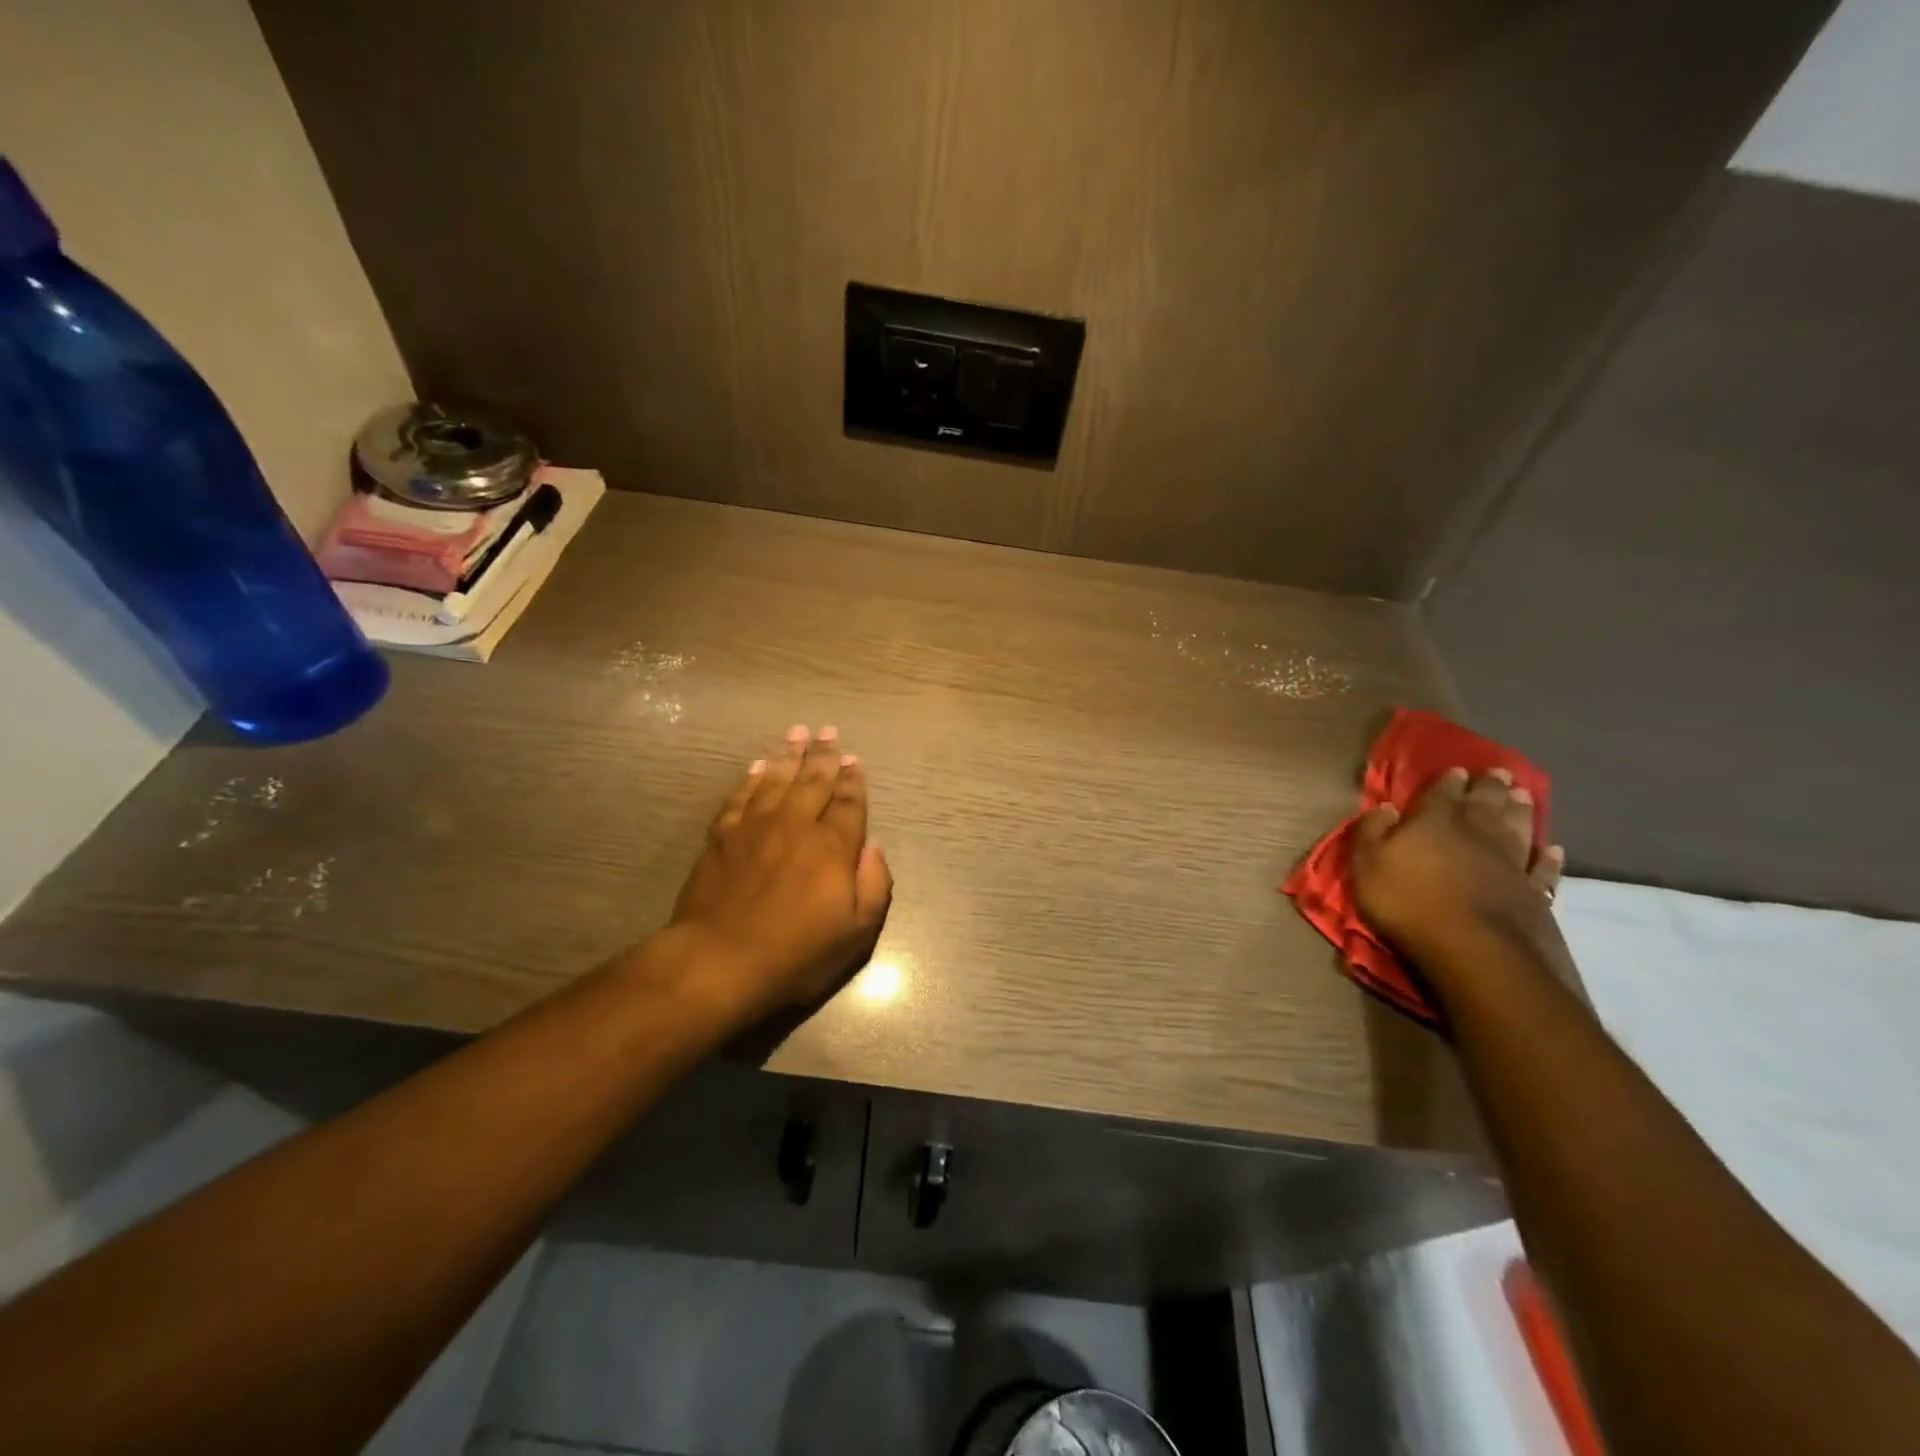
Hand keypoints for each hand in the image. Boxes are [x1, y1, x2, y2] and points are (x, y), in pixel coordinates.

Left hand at [666, 725, 892, 1018]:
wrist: (720, 960)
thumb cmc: (796, 952)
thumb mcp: (856, 932)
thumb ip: (874, 884)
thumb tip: (874, 846)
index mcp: (832, 846)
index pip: (849, 803)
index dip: (853, 780)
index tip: (853, 760)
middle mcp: (797, 825)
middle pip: (813, 781)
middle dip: (823, 755)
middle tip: (828, 731)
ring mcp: (756, 826)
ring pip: (777, 779)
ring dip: (789, 755)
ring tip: (797, 733)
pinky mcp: (723, 836)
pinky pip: (741, 796)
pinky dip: (752, 778)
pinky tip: (758, 766)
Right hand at [1350, 767, 1563, 967]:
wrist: (1472, 948)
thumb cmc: (1407, 901)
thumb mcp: (1367, 863)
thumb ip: (1372, 831)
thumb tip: (1384, 807)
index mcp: (1434, 820)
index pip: (1442, 792)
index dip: (1448, 780)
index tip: (1457, 769)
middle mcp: (1477, 832)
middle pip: (1486, 802)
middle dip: (1491, 786)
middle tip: (1501, 772)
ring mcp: (1511, 862)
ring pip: (1518, 827)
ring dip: (1521, 810)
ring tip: (1525, 795)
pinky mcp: (1533, 893)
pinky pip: (1543, 869)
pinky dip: (1548, 858)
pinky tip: (1552, 849)